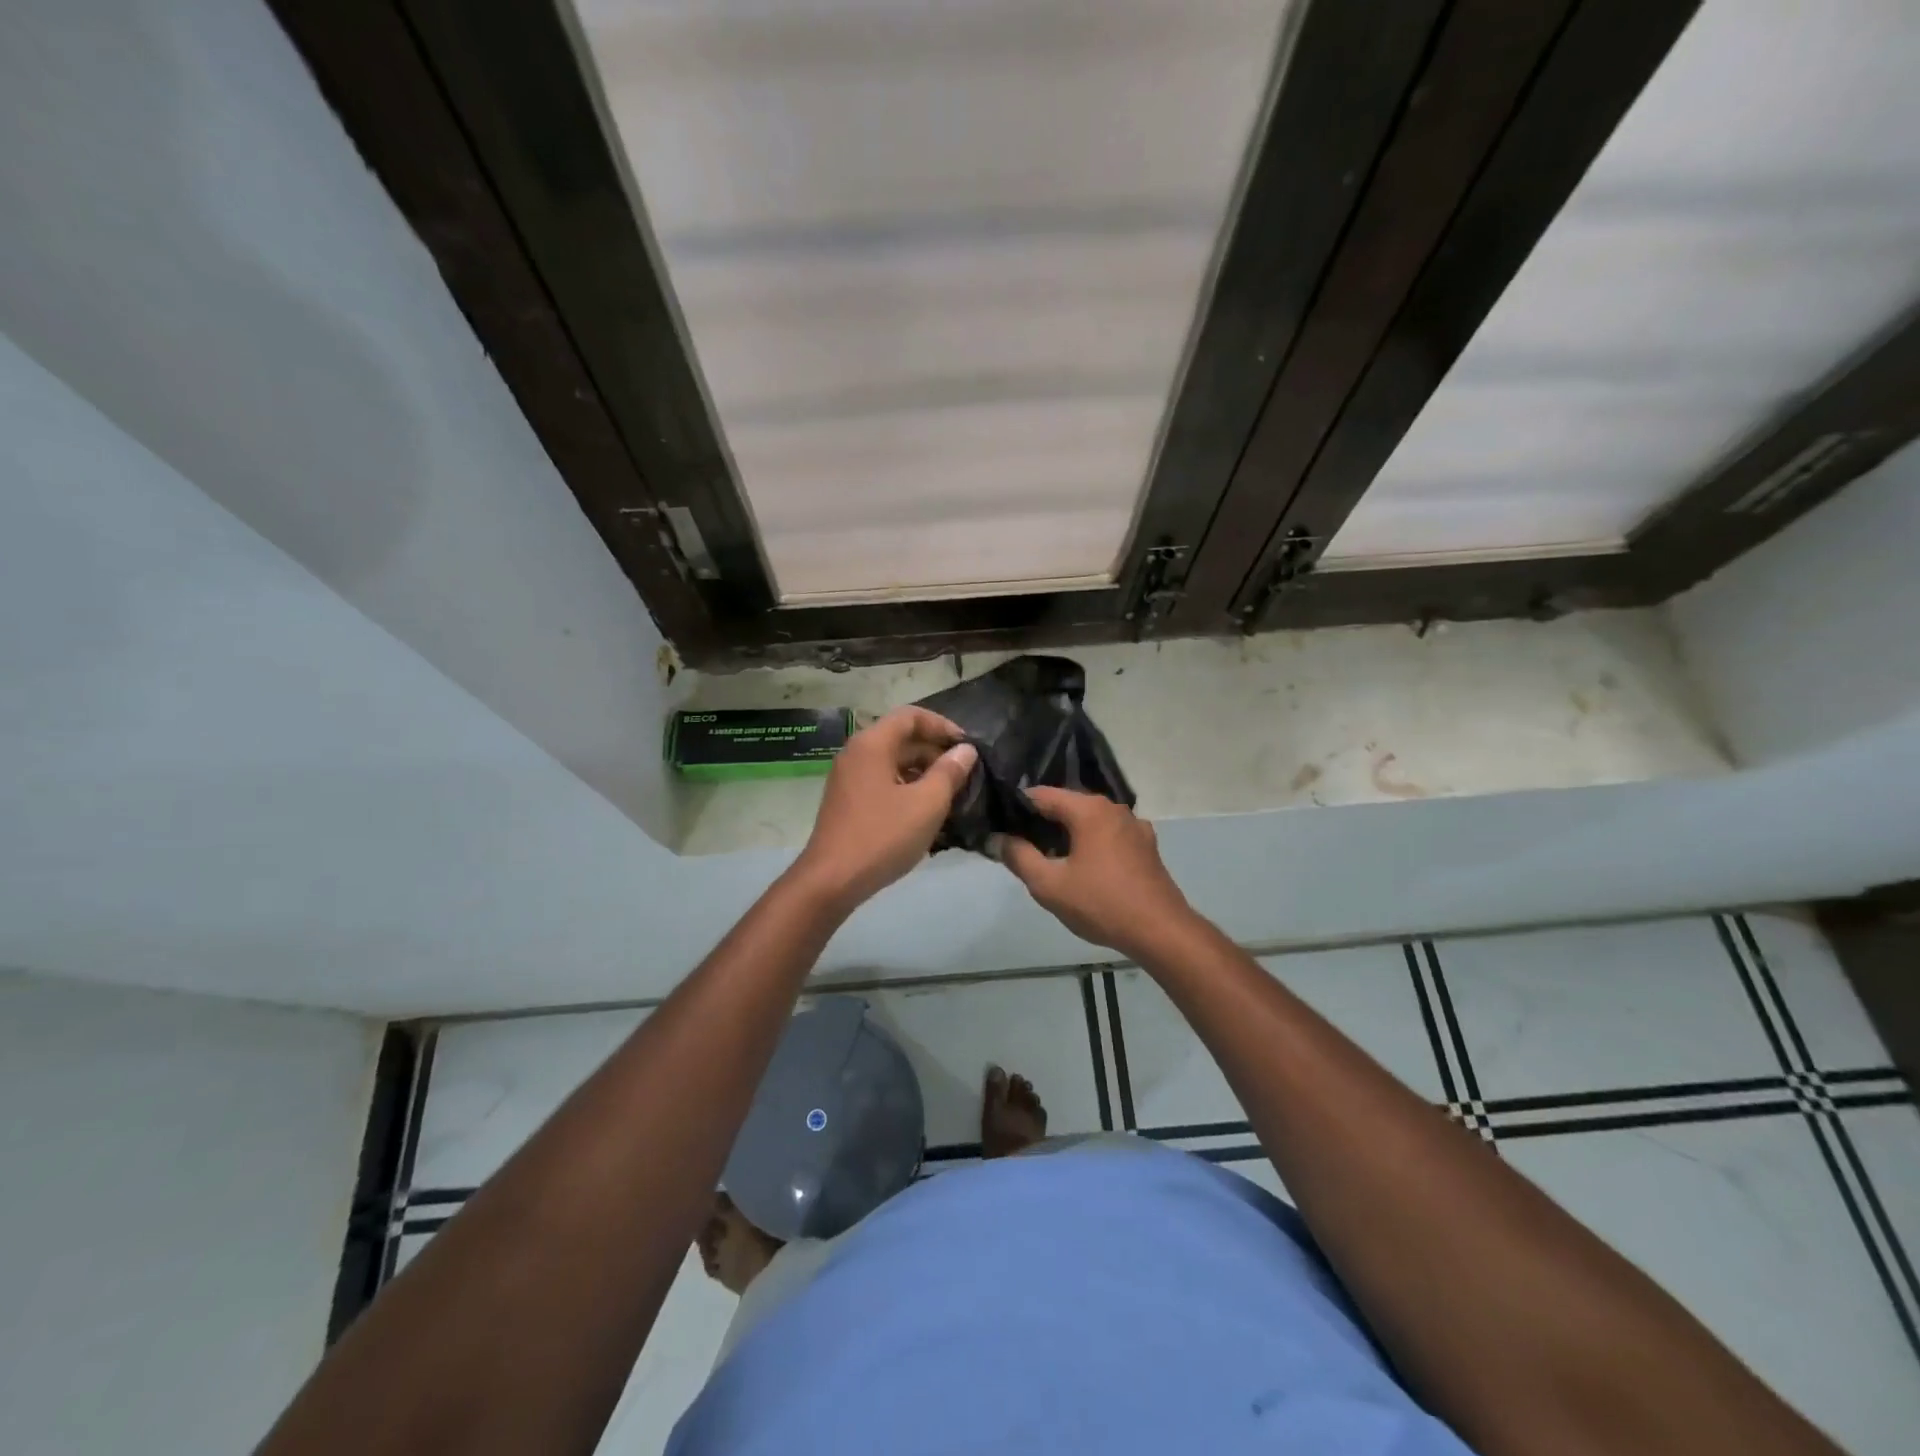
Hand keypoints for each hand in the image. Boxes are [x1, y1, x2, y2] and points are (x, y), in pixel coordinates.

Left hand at [787, 707, 977, 913]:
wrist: (831, 881)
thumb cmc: (882, 836)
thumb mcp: (927, 804)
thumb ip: (950, 772)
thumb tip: (965, 750)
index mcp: (872, 744)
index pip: (911, 716)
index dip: (942, 725)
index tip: (967, 746)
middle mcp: (856, 753)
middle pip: (901, 738)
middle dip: (935, 752)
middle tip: (965, 774)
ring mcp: (849, 778)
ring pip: (893, 763)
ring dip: (923, 772)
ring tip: (952, 795)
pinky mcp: (848, 801)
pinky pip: (883, 782)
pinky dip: (907, 788)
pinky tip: (927, 813)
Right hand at [992, 788, 1194, 959]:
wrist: (1160, 931)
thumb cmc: (1101, 904)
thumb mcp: (1049, 885)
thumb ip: (1019, 857)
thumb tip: (997, 839)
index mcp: (1089, 809)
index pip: (1042, 794)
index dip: (1017, 806)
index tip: (1000, 823)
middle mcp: (1113, 808)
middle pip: (1068, 805)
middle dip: (1042, 822)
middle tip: (1019, 844)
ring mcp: (1134, 826)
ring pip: (1089, 821)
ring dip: (1068, 834)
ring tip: (1047, 858)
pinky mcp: (1146, 846)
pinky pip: (1108, 835)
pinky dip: (1091, 843)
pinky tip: (1083, 867)